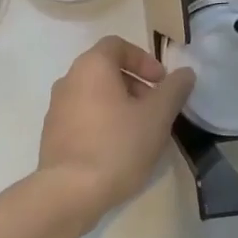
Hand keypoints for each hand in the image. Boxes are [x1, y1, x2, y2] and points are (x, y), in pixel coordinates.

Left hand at [35, 36, 194, 224]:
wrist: (70, 192)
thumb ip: (174, 90)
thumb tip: (185, 73)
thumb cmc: (118, 145)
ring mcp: (56, 108)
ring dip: (120, 105)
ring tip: (140, 133)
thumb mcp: (157, 116)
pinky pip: (82, 117)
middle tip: (156, 109)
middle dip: (135, 85)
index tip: (161, 82)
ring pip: (94, 95)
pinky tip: (118, 150)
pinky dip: (102, 122)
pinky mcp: (52, 135)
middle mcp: (68, 80)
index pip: (117, 45)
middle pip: (106, 70)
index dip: (144, 59)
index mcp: (91, 66)